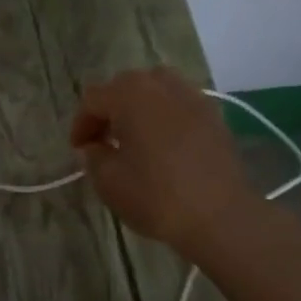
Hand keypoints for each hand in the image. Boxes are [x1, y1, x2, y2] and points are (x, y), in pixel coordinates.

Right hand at [70, 68, 259, 258]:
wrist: (222, 216)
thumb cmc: (157, 196)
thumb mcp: (109, 181)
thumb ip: (94, 156)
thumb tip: (96, 145)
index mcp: (130, 94)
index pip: (93, 99)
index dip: (81, 124)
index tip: (78, 149)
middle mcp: (161, 84)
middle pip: (124, 86)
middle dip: (109, 111)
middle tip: (102, 140)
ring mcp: (192, 96)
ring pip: (155, 90)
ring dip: (138, 107)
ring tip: (135, 137)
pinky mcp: (213, 114)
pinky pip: (179, 104)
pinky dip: (165, 115)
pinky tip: (164, 143)